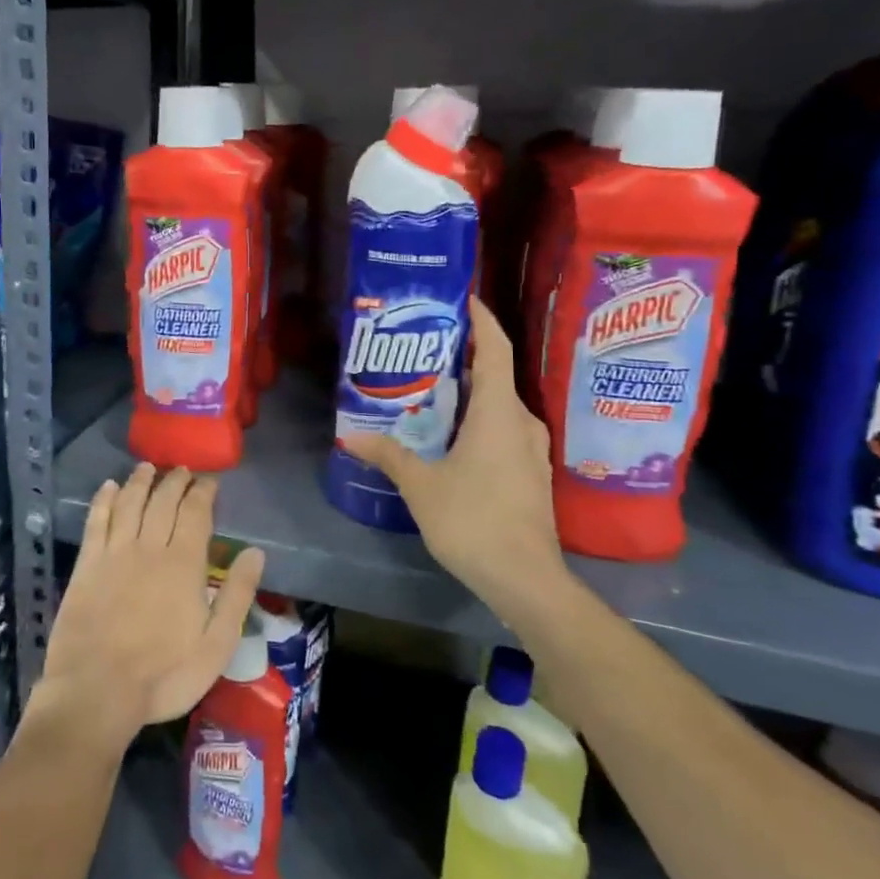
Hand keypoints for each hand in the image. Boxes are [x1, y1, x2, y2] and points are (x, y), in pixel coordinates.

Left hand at [34, 464, 264, 747]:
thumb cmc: (164, 674)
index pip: (196, 513)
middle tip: (181, 469)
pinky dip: (103, 500)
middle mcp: (149, 547)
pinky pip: (96, 521)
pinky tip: (108, 488)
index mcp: (184, 564)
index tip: (209, 480)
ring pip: (129, 503)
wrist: (97, 690)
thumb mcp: (216, 645)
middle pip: (163, 501)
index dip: (203, 492)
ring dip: (140, 481)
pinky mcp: (87, 565)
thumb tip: (255, 552)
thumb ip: (237, 595)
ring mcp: (114, 553)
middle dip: (174, 480)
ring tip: (148, 467)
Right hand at [342, 297, 572, 623]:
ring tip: (431, 389)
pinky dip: (478, 419)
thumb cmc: (473, 520)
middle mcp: (521, 422)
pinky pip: (503, 429)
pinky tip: (450, 434)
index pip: (495, 349)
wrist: (526, 579)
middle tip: (425, 348)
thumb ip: (388, 454)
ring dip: (470, 392)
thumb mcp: (420, 485)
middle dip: (464, 356)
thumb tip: (349, 436)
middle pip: (495, 375)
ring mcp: (530, 450)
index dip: (482, 320)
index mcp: (497, 413)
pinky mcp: (530, 473)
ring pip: (499, 405)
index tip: (463, 298)